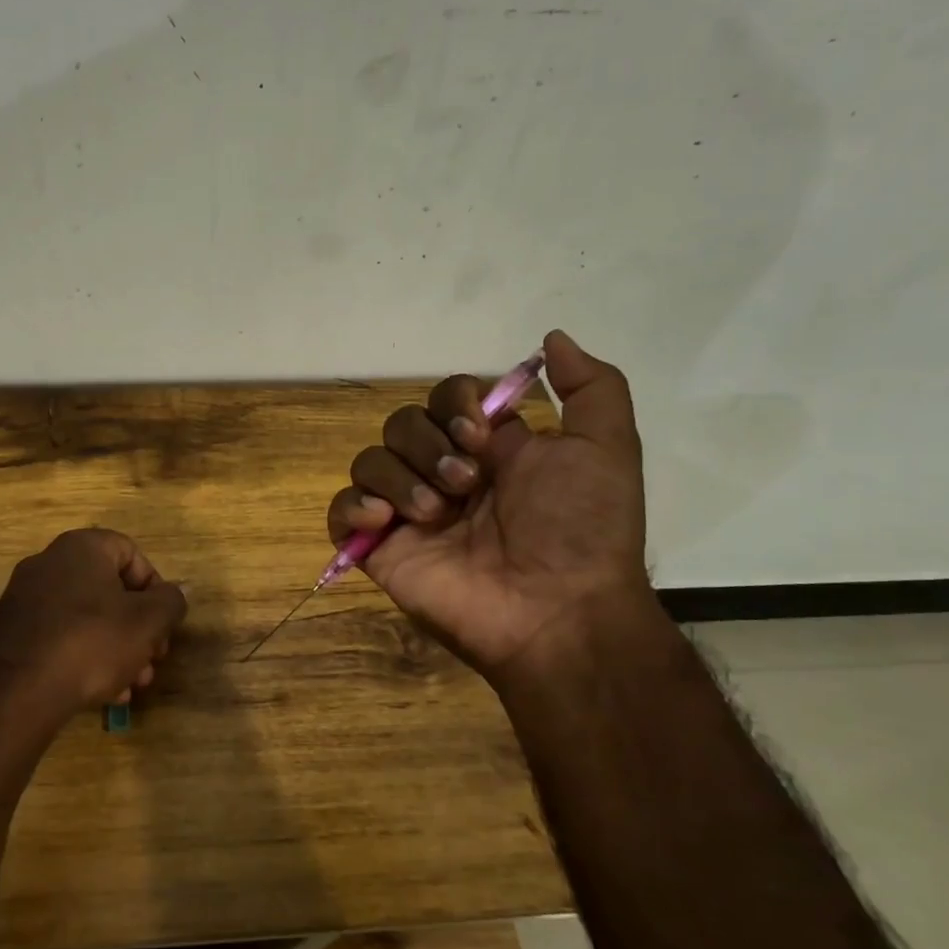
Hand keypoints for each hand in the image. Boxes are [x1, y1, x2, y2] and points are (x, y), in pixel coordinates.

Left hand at [0, 528, 187, 721]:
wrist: (16, 691)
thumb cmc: (92, 642)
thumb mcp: (147, 623)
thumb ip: (171, 602)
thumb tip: (178, 592)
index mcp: (82, 547)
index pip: (131, 553)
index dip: (155, 588)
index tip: (163, 624)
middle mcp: (49, 563)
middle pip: (110, 590)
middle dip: (138, 628)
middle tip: (152, 661)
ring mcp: (26, 598)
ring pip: (87, 617)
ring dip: (116, 648)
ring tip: (131, 685)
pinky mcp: (12, 632)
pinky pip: (60, 636)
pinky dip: (84, 658)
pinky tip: (101, 694)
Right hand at [326, 330, 653, 676]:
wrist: (557, 611)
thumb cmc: (581, 529)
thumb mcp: (607, 448)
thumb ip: (592, 387)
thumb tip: (552, 337)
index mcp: (485, 448)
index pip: (443, 396)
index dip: (454, 403)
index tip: (482, 435)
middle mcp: (441, 473)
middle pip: (401, 424)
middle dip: (429, 445)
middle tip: (466, 484)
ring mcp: (407, 512)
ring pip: (369, 460)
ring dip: (400, 479)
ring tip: (436, 515)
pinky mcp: (380, 548)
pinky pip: (341, 511)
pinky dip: (354, 507)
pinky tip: (385, 522)